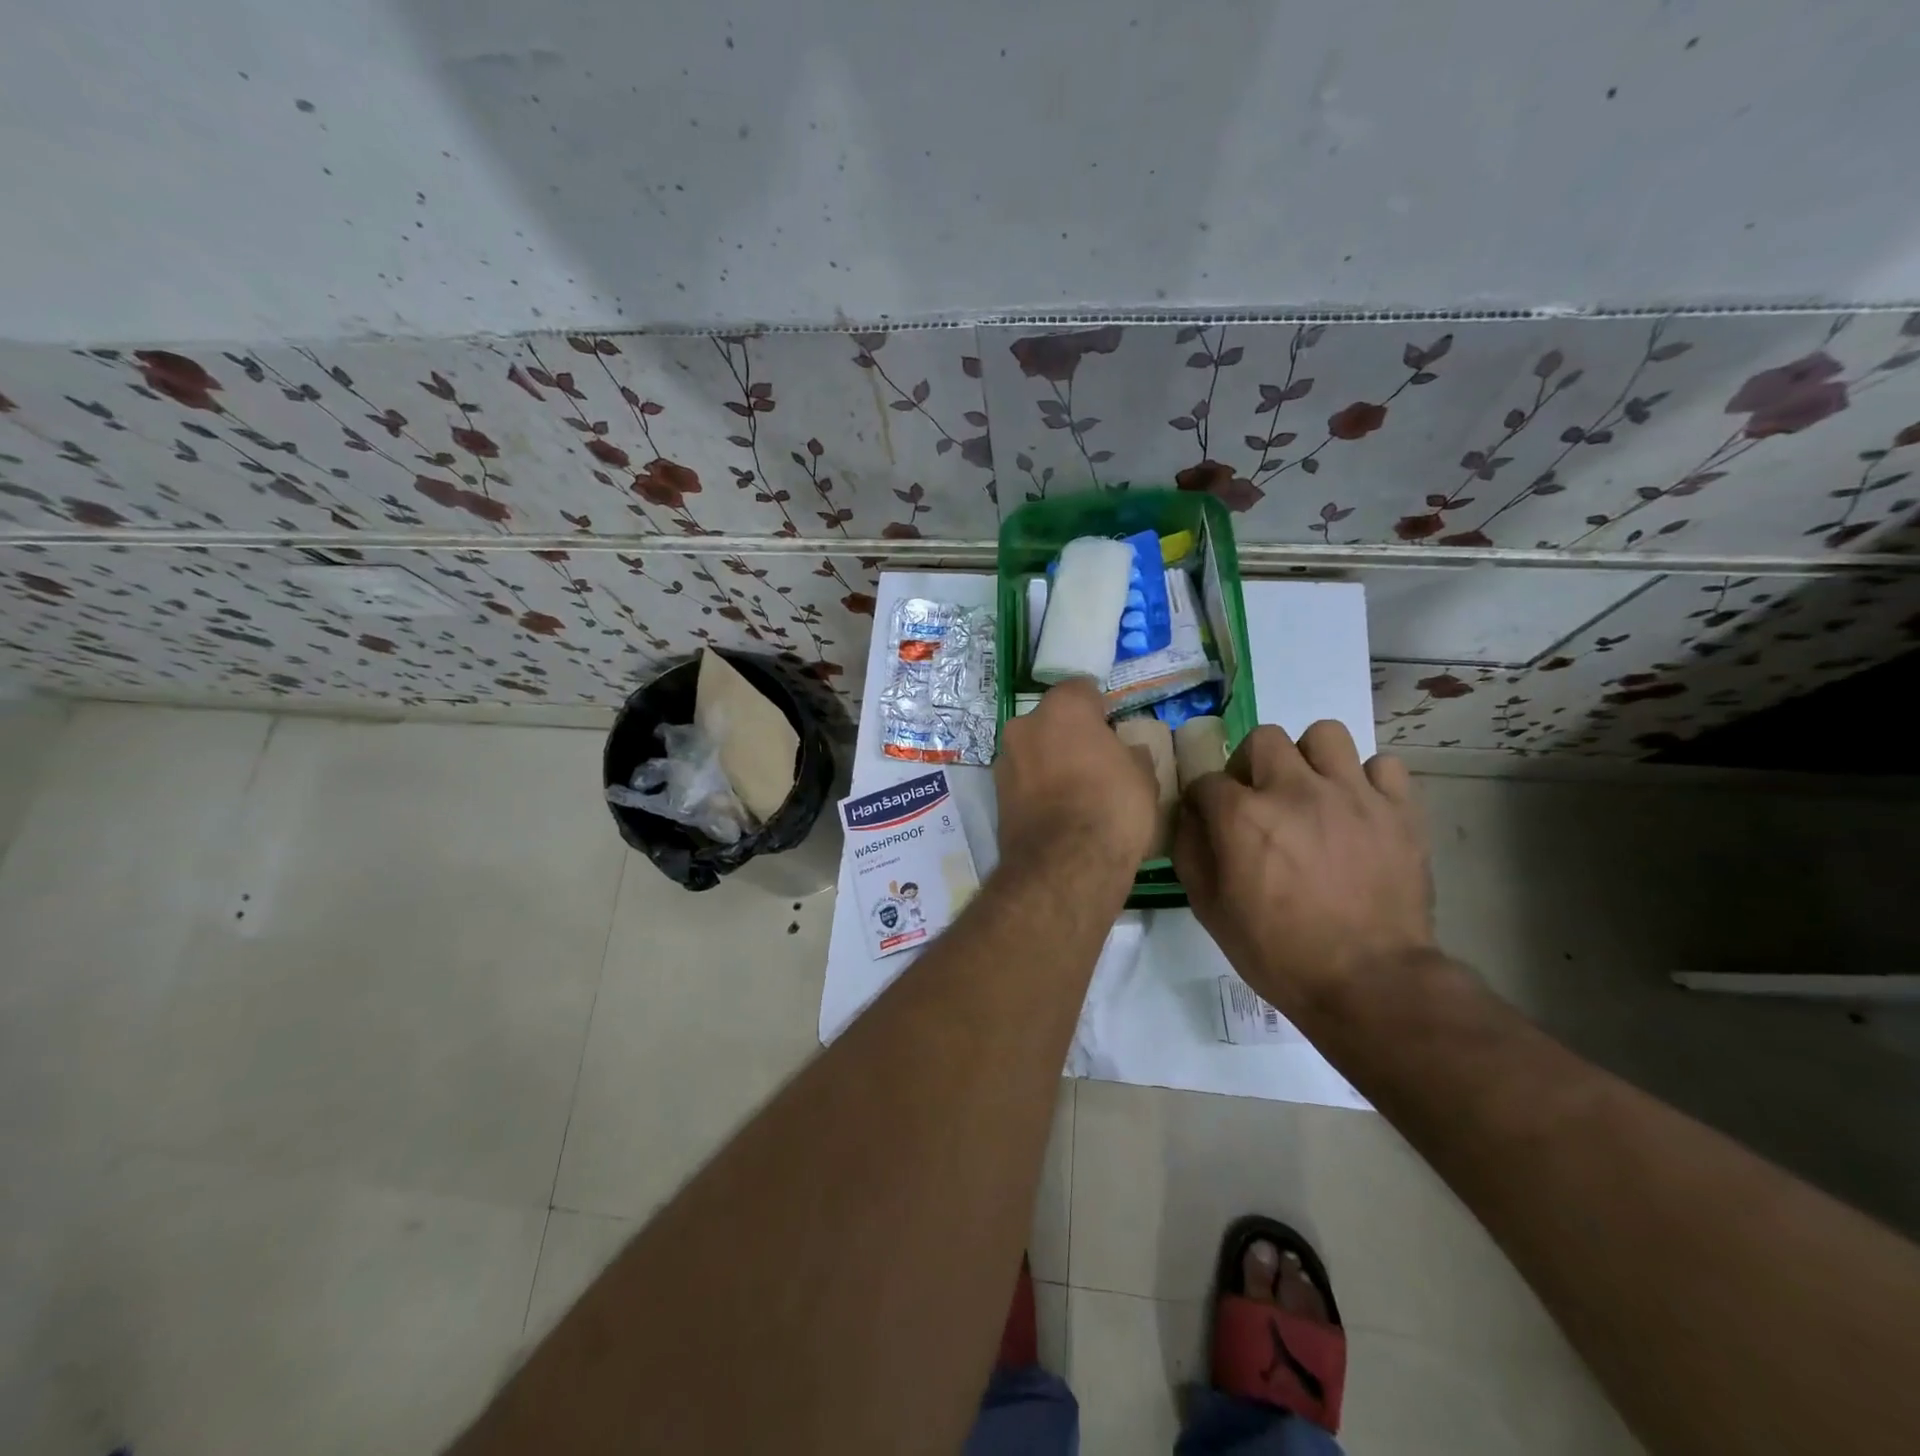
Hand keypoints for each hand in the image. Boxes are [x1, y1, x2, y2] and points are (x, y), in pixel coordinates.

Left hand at [995, 679, 1155, 876]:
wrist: (1065, 866)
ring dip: (1050, 763)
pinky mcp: (995, 796)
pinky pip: (1024, 781)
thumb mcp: (1143, 777)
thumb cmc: (1112, 807)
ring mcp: (1005, 760)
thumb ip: (1131, 755)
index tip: (1112, 731)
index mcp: (1063, 708)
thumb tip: (1126, 753)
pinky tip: (1058, 814)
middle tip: (1095, 763)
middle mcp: (1025, 725)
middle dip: (1069, 736)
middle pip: (1051, 721)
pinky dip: (1037, 790)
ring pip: (1033, 751)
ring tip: (1076, 795)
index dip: (1099, 709)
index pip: (1082, 690)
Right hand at [1174, 720, 1434, 1016]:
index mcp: (1243, 816)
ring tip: (1312, 792)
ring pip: (1325, 735)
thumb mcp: (1210, 910)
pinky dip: (1368, 781)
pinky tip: (1359, 808)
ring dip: (1310, 759)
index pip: (1206, 780)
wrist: (1370, 983)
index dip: (1203, 800)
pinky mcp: (1398, 810)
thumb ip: (1190, 852)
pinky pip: (1383, 766)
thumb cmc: (1278, 952)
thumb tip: (1189, 817)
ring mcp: (1352, 795)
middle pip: (1263, 738)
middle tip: (1259, 798)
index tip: (1209, 819)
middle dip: (1251, 764)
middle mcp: (1295, 790)